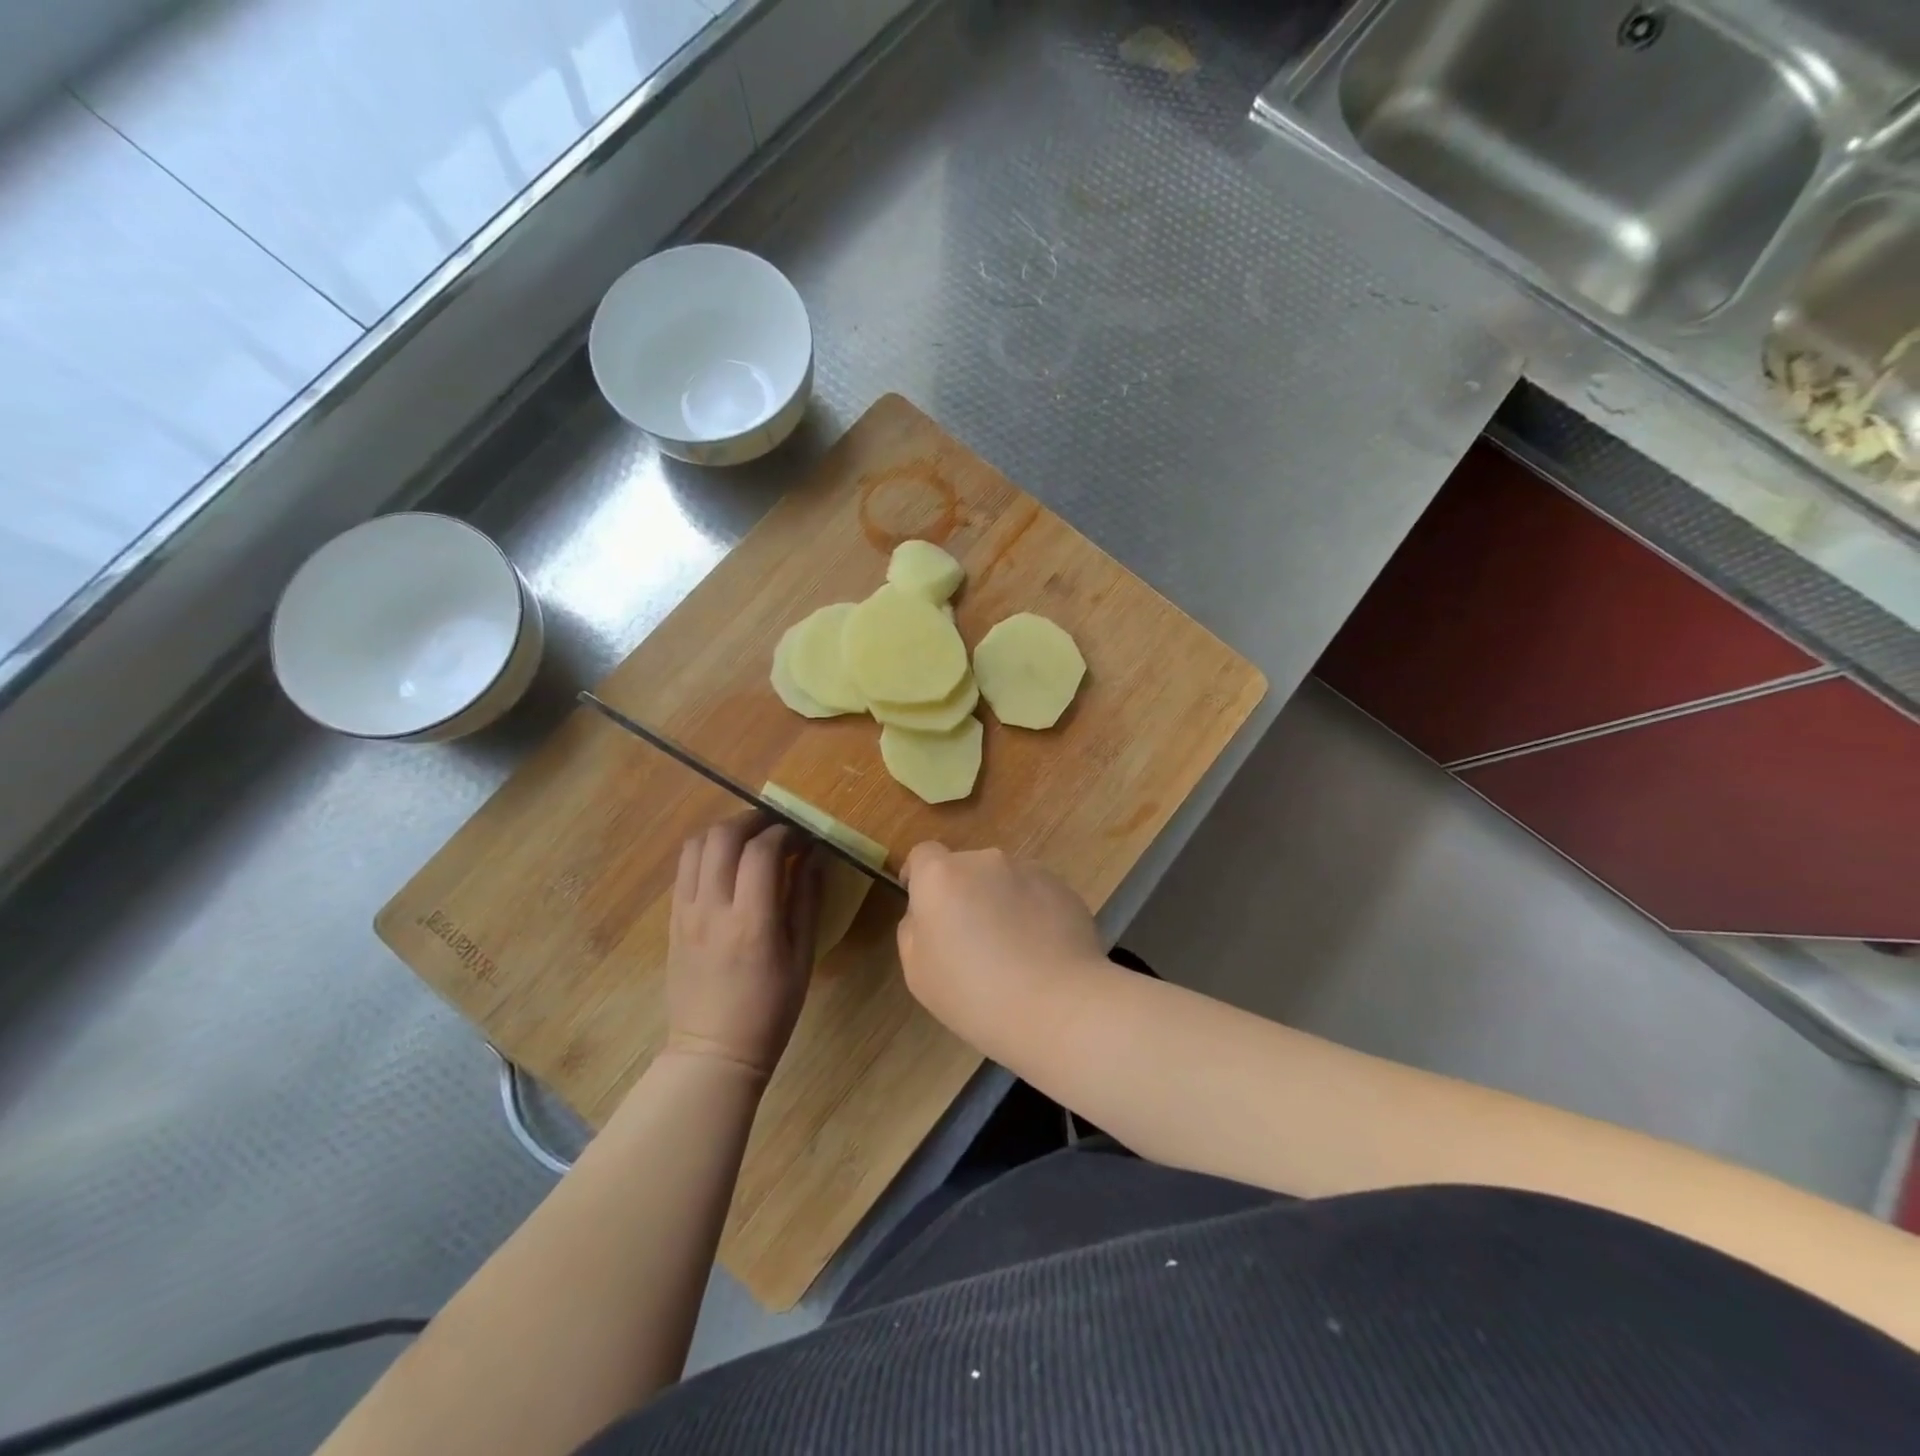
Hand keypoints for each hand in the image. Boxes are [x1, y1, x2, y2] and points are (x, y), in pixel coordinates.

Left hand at [665, 815, 821, 1078]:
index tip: (803, 838)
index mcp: (751, 921)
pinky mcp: (672, 920)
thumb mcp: (802, 956)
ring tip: (749, 841)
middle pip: (722, 836)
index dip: (786, 833)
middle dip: (752, 820)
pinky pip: (685, 868)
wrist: (713, 1050)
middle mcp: (712, 908)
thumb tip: (815, 855)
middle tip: (776, 828)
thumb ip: (807, 899)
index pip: (762, 850)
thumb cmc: (770, 1009)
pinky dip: (708, 853)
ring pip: (696, 845)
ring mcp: (686, 912)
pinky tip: (728, 865)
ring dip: (725, 832)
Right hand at [897, 843, 1102, 1047]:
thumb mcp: (917, 971)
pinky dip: (1033, 912)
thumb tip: (928, 913)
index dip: (919, 876)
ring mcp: (1028, 870)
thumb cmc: (973, 994)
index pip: (923, 854)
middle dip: (964, 894)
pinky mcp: (1063, 887)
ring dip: (1001, 901)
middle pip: (966, 868)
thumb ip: (913, 929)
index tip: (925, 905)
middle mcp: (985, 861)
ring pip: (1003, 880)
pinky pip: (1036, 893)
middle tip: (971, 939)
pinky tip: (1041, 951)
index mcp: (941, 876)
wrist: (1056, 1006)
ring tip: (1013, 949)